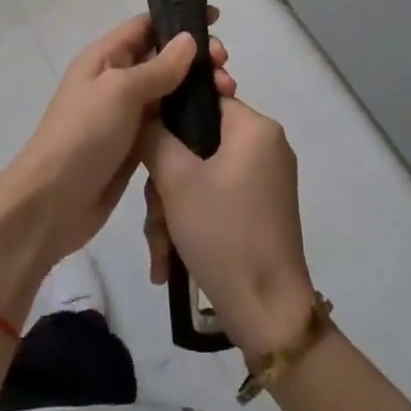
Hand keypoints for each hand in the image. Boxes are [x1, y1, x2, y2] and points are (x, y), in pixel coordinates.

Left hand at [0, 14, 234, 273]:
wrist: (53, 202)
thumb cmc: (84, 135)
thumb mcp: (120, 91)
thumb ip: (158, 66)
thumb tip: (189, 39)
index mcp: (105, 57)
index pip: (146, 25)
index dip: (179, 19)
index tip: (217, 19)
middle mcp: (116, 80)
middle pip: (162, 57)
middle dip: (196, 57)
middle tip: (226, 69)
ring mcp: (126, 114)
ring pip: (169, 90)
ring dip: (198, 87)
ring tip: (228, 94)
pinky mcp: (136, 145)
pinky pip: (168, 122)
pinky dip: (190, 118)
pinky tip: (216, 122)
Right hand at [141, 98, 317, 362]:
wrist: (268, 313)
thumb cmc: (224, 234)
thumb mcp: (177, 180)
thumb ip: (154, 135)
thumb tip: (143, 112)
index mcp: (255, 128)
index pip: (203, 97)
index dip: (167, 115)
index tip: (142, 142)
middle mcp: (265, 146)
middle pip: (197, 142)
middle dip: (165, 182)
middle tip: (154, 215)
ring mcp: (264, 179)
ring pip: (200, 174)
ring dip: (172, 209)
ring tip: (160, 249)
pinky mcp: (259, 209)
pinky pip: (215, 197)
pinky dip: (190, 220)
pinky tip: (169, 259)